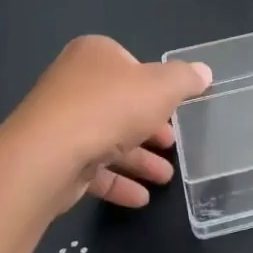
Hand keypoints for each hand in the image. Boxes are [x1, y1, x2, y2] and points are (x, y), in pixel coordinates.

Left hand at [6, 36, 211, 211]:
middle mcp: (74, 82)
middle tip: (172, 144)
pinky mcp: (54, 157)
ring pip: (107, 138)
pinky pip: (92, 167)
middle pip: (121, 104)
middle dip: (149, 127)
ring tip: (165, 178)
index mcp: (95, 54)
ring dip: (138, 159)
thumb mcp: (162, 87)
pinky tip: (139, 197)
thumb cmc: (110, 107)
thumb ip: (185, 79)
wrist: (48, 154)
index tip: (174, 108)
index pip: (131, 64)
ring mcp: (61, 121)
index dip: (155, 86)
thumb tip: (204, 72)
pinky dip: (116, 181)